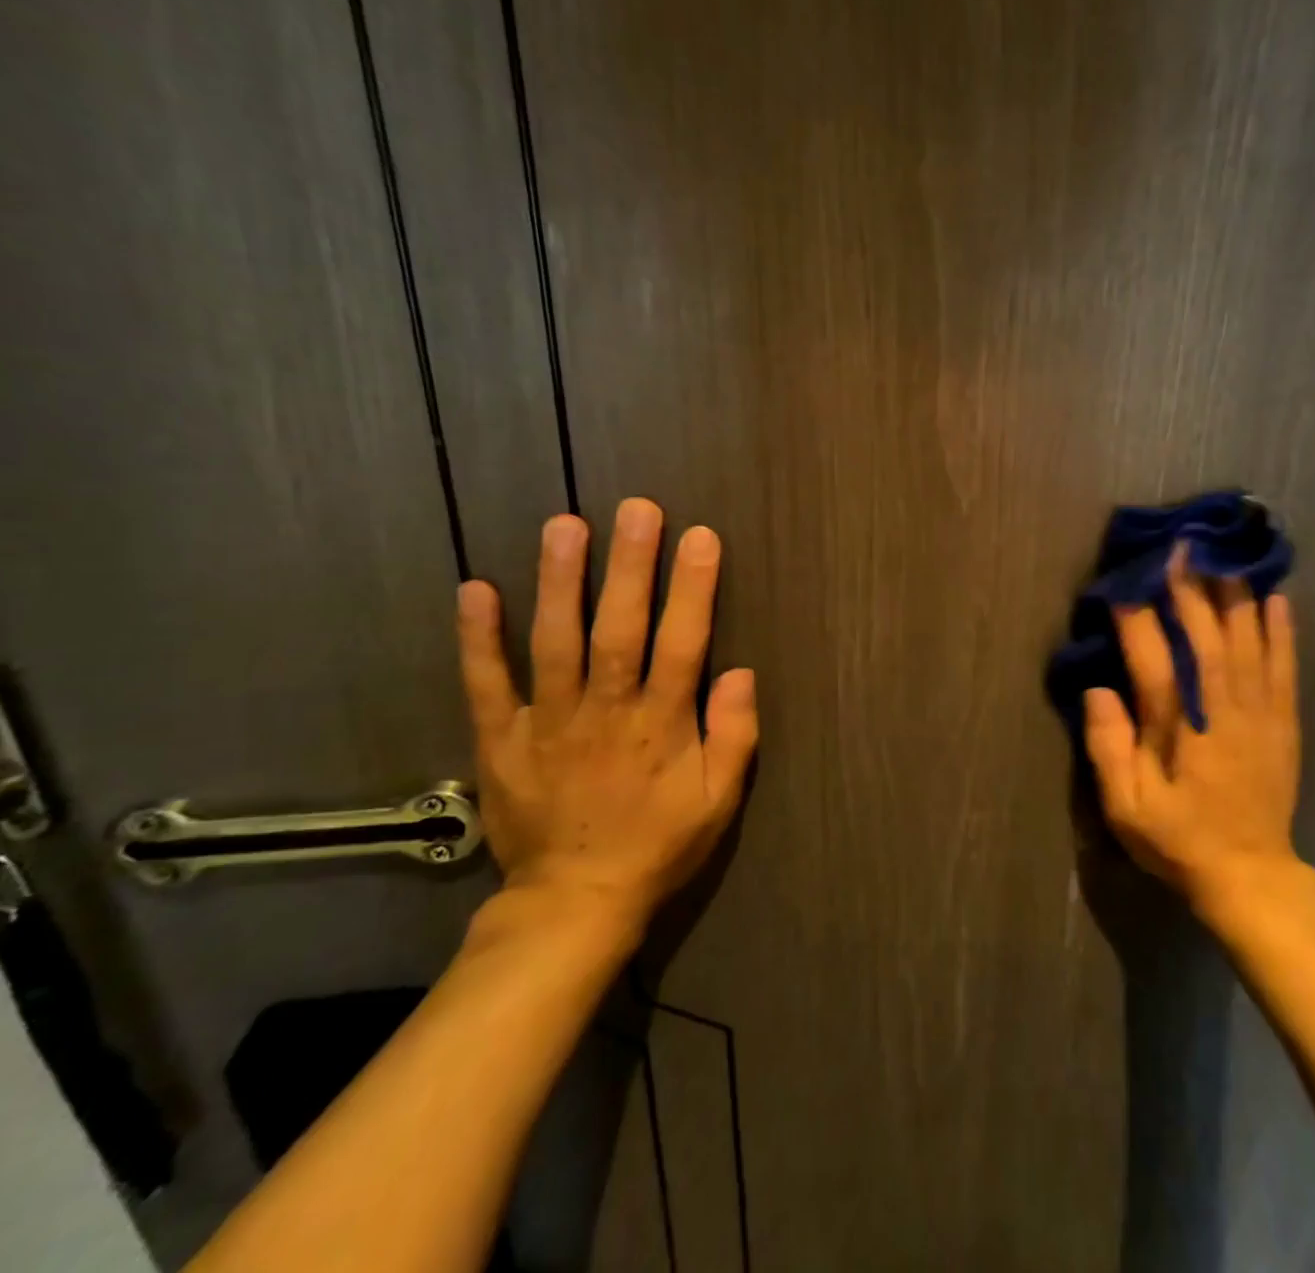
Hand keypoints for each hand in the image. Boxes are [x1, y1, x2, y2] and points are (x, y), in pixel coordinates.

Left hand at [454, 499, 757, 938]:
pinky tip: (476, 589)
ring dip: (560, 582)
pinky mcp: (502, 740)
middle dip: (630, 566)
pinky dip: (478, 638)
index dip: (693, 589)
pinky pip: (487, 684)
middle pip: (619, 629)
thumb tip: (742, 672)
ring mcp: (548, 723)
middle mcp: (605, 712)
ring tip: (565, 525)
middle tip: (636, 508)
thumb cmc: (658, 844)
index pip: (683, 644)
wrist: (575, 902)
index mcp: (661, 726)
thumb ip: (735, 736)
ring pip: (555, 643)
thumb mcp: (720, 801)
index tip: (701, 537)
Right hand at [1082, 547, 1301, 924]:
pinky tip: (1277, 597)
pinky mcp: (1284, 722)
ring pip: (1248, 642)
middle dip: (1190, 591)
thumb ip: (1109, 749)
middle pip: (1206, 639)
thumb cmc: (1180, 841)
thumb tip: (1098, 691)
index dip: (1137, 621)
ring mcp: (1260, 714)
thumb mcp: (1127, 809)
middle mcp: (1223, 712)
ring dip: (1235, 596)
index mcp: (1181, 732)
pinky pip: (1284, 666)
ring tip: (1223, 555)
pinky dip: (1282, 629)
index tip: (1123, 585)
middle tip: (1178, 548)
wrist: (1250, 875)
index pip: (1154, 663)